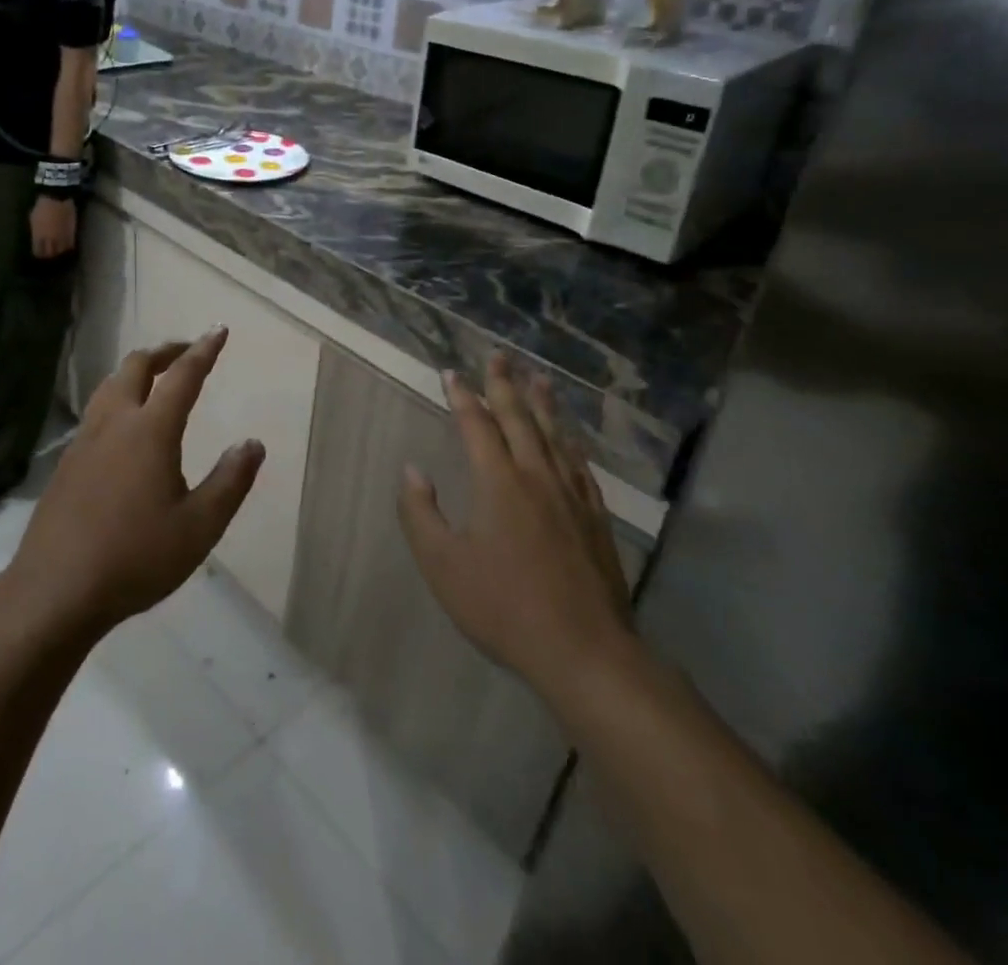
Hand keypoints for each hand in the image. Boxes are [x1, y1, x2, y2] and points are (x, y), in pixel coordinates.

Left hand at [2, 331, 263, 634]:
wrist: (56, 588)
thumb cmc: (136, 557)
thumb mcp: (199, 527)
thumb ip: (230, 482)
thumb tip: (253, 443)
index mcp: (151, 430)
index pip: (182, 376)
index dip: (204, 351)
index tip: (219, 329)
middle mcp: (115, 422)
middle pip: (137, 366)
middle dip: (165, 351)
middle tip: (187, 352)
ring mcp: (84, 439)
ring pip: (110, 384)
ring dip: (136, 371)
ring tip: (155, 379)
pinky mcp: (67, 461)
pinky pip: (96, 410)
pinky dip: (117, 397)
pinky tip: (123, 426)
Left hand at [29, 196, 76, 258]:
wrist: (57, 197)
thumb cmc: (42, 206)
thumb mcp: (34, 219)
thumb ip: (35, 231)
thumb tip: (36, 238)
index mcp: (39, 236)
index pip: (38, 252)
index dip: (39, 254)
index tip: (39, 253)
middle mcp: (50, 239)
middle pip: (50, 254)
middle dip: (49, 255)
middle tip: (49, 254)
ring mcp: (62, 237)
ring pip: (61, 251)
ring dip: (59, 252)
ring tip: (58, 251)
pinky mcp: (71, 233)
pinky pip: (70, 244)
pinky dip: (68, 247)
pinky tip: (66, 246)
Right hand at [399, 354, 634, 700]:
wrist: (584, 651)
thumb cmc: (503, 606)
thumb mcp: (443, 564)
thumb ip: (420, 513)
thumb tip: (412, 470)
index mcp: (498, 482)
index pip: (476, 425)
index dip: (462, 396)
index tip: (450, 372)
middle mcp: (536, 477)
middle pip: (520, 419)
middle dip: (505, 385)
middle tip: (499, 356)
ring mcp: (571, 497)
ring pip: (555, 437)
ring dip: (543, 405)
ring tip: (539, 379)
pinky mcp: (595, 519)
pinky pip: (579, 467)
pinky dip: (570, 444)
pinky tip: (570, 442)